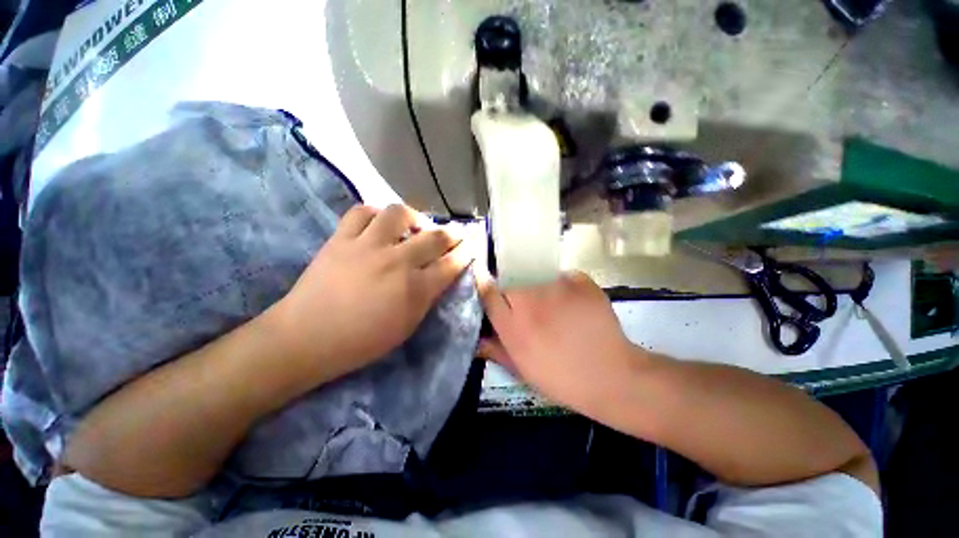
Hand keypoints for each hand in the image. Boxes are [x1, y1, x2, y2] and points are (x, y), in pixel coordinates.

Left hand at [277, 204, 474, 379]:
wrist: (307, 337)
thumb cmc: (362, 341)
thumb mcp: (407, 325)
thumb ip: (427, 297)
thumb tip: (440, 275)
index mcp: (415, 289)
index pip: (451, 264)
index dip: (466, 252)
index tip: (472, 245)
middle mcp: (396, 261)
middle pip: (435, 237)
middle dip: (453, 233)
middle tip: (457, 233)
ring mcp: (367, 246)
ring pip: (399, 213)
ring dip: (414, 217)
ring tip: (415, 226)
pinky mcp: (341, 239)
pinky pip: (361, 212)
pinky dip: (375, 214)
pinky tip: (380, 224)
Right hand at [478, 271, 637, 411]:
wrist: (612, 376)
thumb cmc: (563, 379)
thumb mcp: (523, 371)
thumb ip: (496, 351)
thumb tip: (477, 338)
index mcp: (514, 327)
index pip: (489, 294)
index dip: (484, 286)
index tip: (484, 282)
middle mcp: (530, 303)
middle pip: (513, 286)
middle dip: (516, 296)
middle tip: (531, 312)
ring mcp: (557, 289)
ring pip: (538, 281)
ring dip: (542, 293)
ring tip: (558, 312)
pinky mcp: (580, 282)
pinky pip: (564, 277)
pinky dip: (566, 287)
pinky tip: (575, 306)